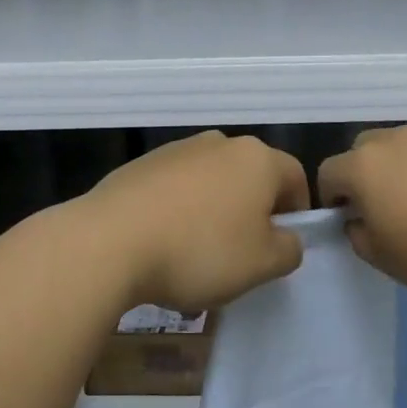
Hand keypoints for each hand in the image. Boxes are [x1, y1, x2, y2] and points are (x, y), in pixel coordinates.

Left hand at [80, 131, 309, 315]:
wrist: (109, 242)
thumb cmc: (200, 250)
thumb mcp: (262, 264)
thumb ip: (289, 250)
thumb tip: (287, 238)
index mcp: (257, 159)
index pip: (295, 177)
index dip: (297, 211)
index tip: (283, 244)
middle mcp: (219, 143)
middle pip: (250, 177)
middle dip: (253, 212)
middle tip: (243, 253)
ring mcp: (176, 151)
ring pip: (211, 183)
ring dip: (214, 212)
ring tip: (197, 255)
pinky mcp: (140, 166)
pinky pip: (174, 189)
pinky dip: (178, 212)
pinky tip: (163, 246)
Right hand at [317, 124, 406, 305]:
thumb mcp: (383, 260)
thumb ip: (358, 234)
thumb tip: (360, 220)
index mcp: (363, 167)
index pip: (328, 173)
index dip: (332, 199)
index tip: (349, 222)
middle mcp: (394, 140)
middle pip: (363, 149)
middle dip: (364, 174)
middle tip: (384, 209)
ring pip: (403, 144)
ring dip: (402, 165)